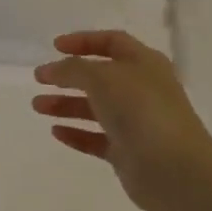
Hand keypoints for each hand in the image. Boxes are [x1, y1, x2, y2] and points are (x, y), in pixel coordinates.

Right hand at [31, 31, 211, 210]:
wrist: (173, 169)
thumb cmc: (140, 110)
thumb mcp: (102, 77)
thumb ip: (73, 69)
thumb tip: (53, 70)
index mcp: (144, 64)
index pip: (112, 42)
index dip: (83, 41)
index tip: (54, 46)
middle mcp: (142, 90)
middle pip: (100, 77)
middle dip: (68, 76)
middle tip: (39, 79)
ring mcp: (136, 122)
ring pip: (95, 108)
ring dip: (66, 104)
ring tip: (38, 106)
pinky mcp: (128, 152)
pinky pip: (97, 138)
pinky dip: (77, 133)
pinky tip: (56, 132)